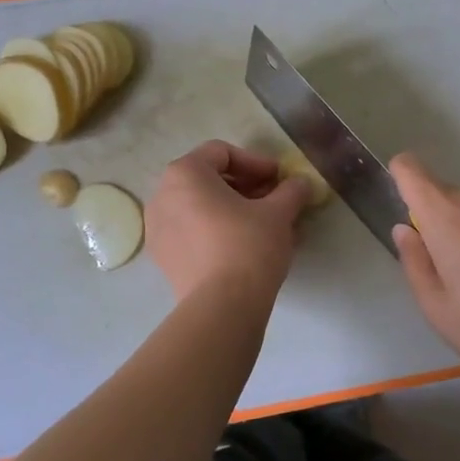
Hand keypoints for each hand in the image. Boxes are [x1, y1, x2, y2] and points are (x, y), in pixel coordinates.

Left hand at [146, 141, 310, 301]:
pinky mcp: (164, 258)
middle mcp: (163, 195)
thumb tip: (301, 184)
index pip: (222, 153)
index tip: (279, 179)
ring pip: (200, 207)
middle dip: (245, 187)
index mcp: (185, 174)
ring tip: (265, 225)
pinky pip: (193, 231)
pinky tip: (247, 247)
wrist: (221, 307)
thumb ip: (291, 191)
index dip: (256, 162)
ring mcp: (158, 228)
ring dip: (234, 209)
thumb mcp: (278, 213)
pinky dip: (218, 231)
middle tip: (275, 200)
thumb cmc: (248, 245)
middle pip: (209, 179)